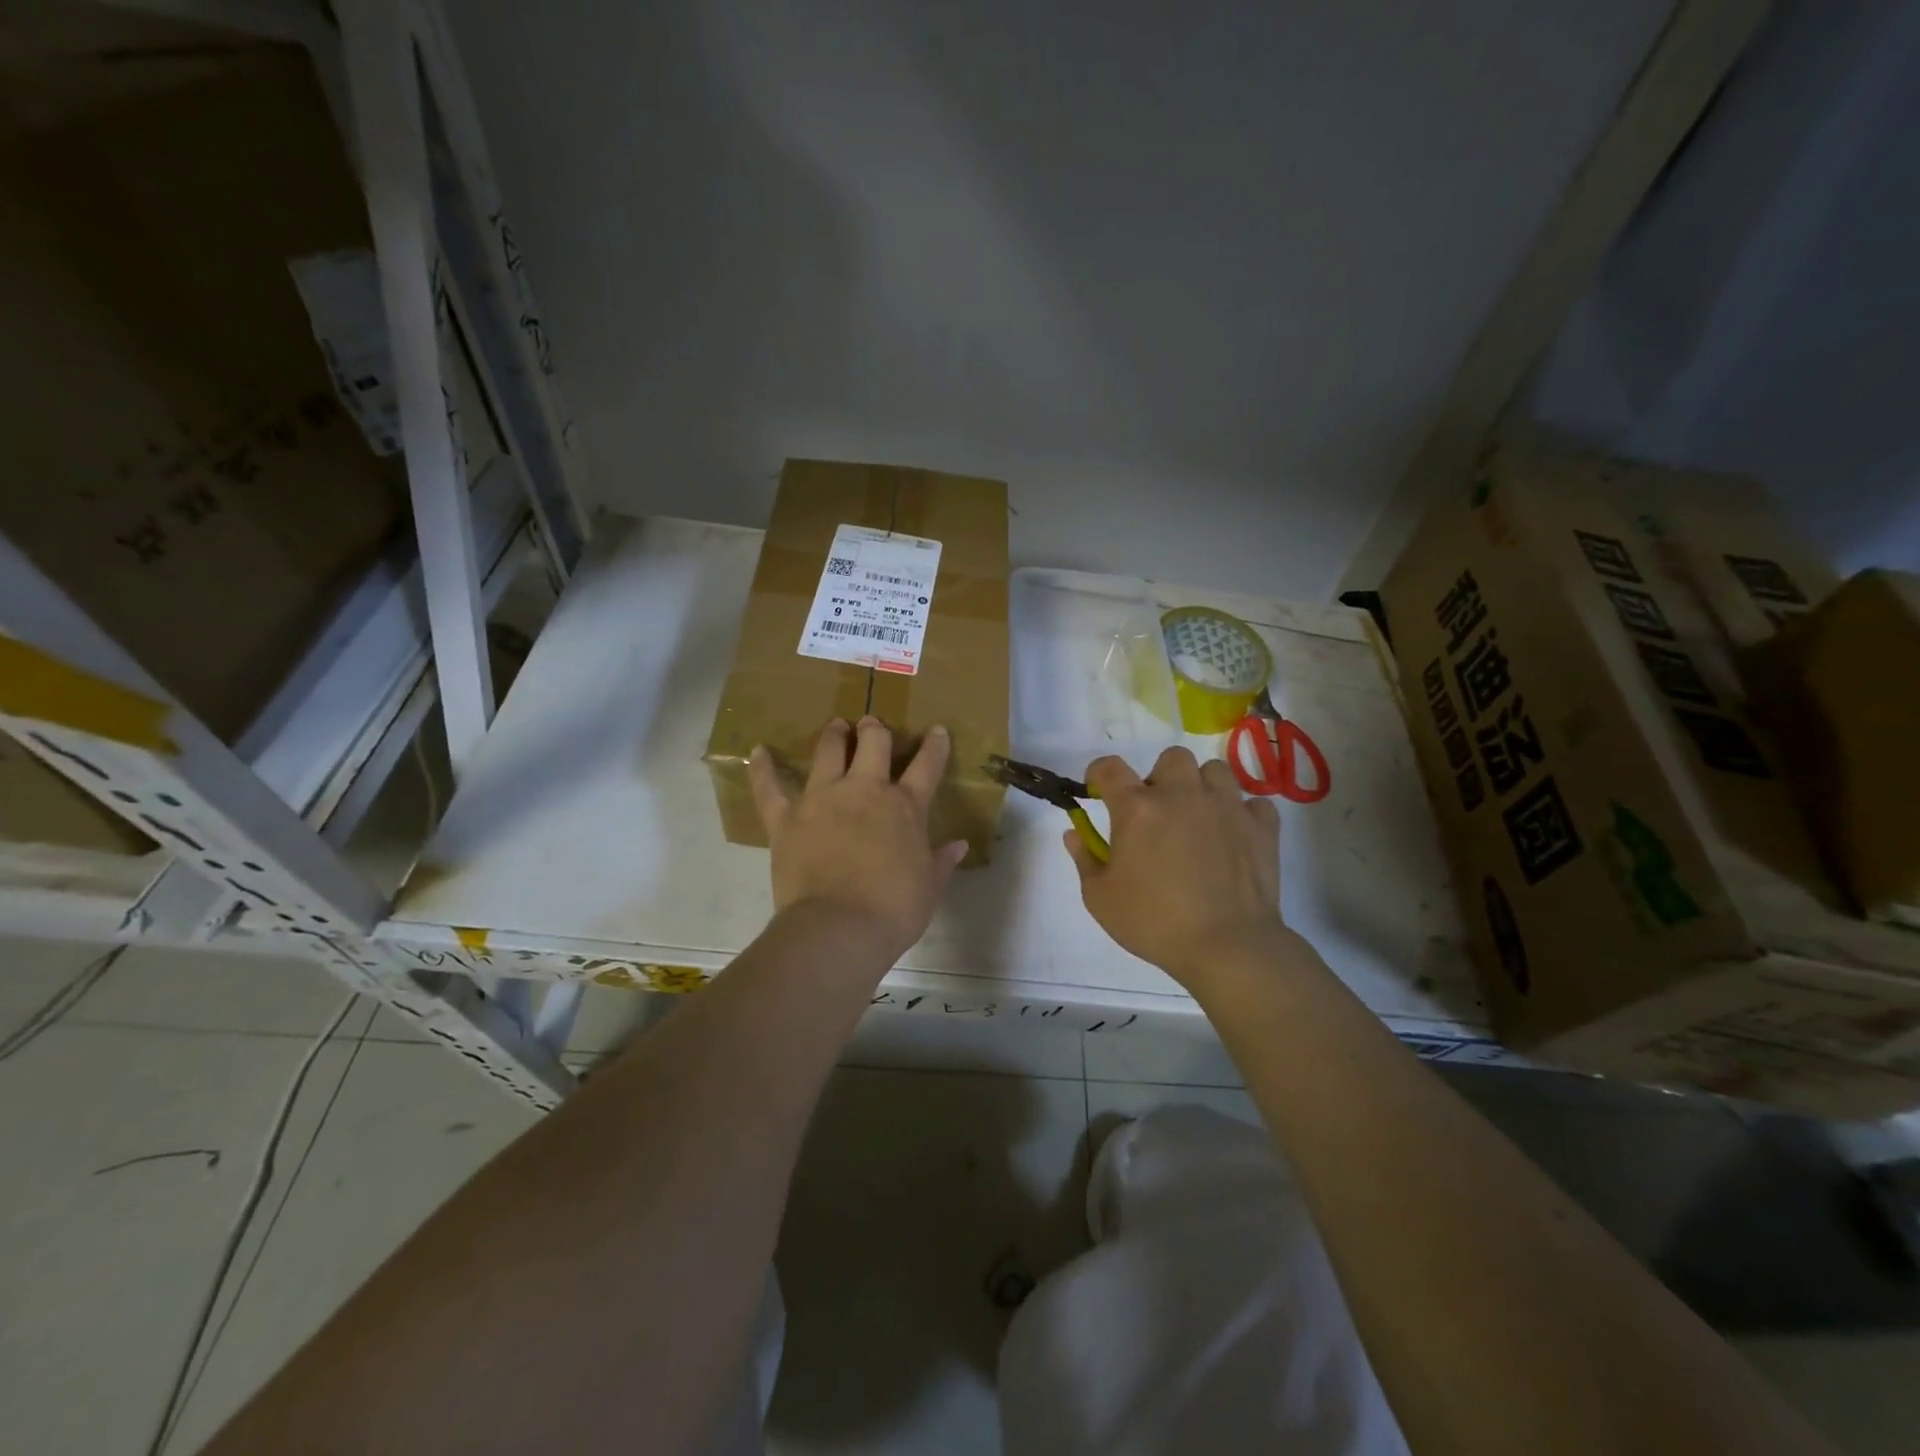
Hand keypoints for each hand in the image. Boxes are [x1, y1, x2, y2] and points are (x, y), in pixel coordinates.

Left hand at [749, 716, 968, 963]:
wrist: (839, 928)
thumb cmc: (893, 910)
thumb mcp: (929, 887)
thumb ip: (942, 861)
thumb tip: (959, 845)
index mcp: (905, 806)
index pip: (926, 766)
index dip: (934, 746)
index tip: (936, 730)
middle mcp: (864, 790)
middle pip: (873, 743)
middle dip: (875, 730)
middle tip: (873, 726)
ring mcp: (822, 799)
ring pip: (828, 752)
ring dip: (834, 736)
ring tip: (836, 727)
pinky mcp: (786, 818)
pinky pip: (770, 788)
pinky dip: (763, 768)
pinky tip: (758, 751)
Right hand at [1067, 747, 1289, 989]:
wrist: (1226, 946)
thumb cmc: (1153, 922)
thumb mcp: (1100, 898)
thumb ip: (1085, 858)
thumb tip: (1074, 833)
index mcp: (1137, 807)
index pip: (1109, 767)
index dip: (1098, 775)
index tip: (1099, 791)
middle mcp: (1182, 794)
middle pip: (1171, 758)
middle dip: (1161, 777)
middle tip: (1158, 810)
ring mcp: (1226, 806)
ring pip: (1215, 770)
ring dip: (1203, 787)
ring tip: (1199, 817)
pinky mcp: (1260, 826)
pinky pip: (1253, 802)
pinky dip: (1243, 814)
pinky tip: (1234, 836)